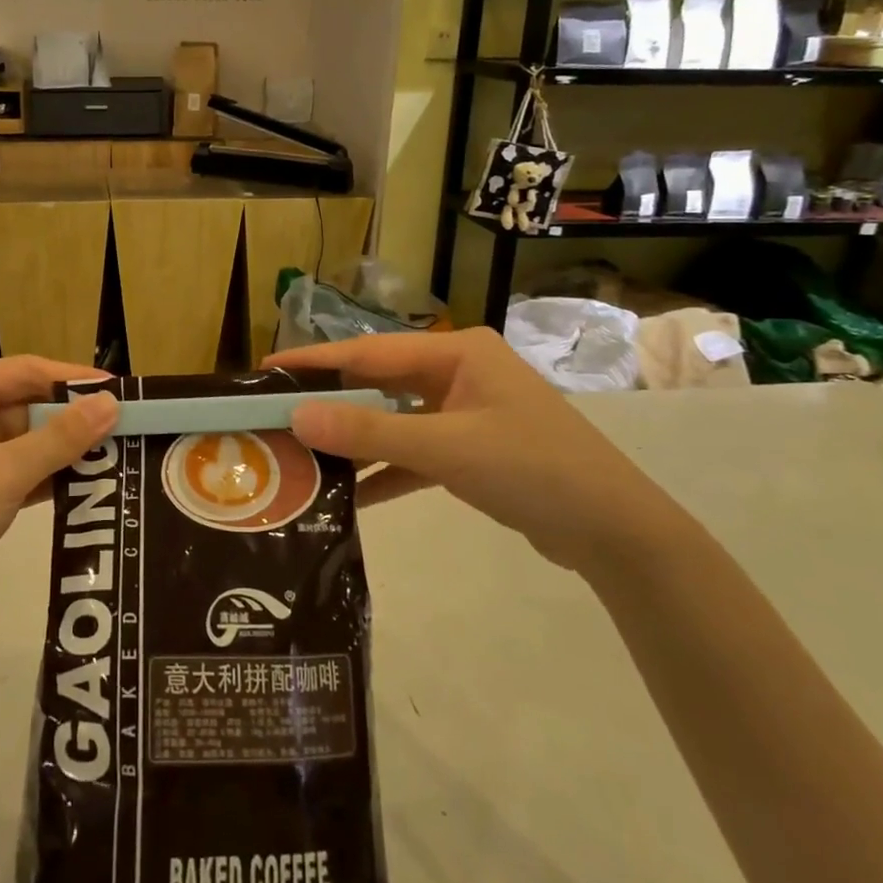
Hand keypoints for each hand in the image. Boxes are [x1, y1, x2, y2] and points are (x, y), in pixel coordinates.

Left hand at [0, 357, 118, 644]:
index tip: (121, 392)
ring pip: (23, 443)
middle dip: (72, 419)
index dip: (73, 379)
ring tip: (117, 457)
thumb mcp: (4, 473)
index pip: (25, 371)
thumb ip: (61, 437)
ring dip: (63, 451)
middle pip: (25, 405)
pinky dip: (46, 479)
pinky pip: (14, 474)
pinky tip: (85, 488)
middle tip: (127, 429)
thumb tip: (111, 403)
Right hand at [267, 329, 683, 574]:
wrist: (616, 532)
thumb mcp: (445, 448)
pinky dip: (388, 471)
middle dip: (331, 402)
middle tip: (275, 414)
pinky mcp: (472, 449)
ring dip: (356, 441)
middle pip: (379, 383)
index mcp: (456, 352)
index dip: (316, 359)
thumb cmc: (532, 468)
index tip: (267, 367)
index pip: (369, 350)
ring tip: (302, 455)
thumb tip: (295, 418)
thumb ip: (369, 433)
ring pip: (395, 419)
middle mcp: (458, 372)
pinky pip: (416, 452)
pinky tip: (351, 496)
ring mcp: (466, 411)